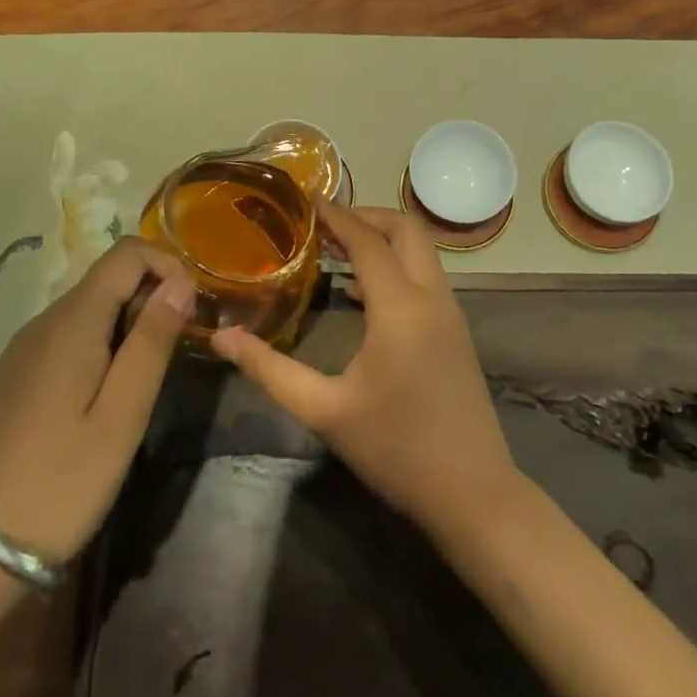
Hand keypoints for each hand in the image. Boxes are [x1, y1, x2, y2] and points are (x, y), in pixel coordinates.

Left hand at [0, 237, 195, 562]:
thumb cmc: (60, 482)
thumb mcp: (122, 415)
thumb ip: (152, 341)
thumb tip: (181, 282)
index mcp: (72, 321)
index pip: (127, 253)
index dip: (168, 266)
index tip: (193, 310)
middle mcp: (45, 321)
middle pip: (109, 278)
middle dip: (152, 297)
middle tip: (180, 349)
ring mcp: (26, 347)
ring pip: (91, 306)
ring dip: (130, 322)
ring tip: (150, 376)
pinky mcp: (18, 373)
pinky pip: (71, 334)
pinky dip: (103, 342)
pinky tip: (109, 394)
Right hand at [210, 202, 519, 535]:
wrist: (474, 494)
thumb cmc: (396, 450)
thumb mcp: (325, 411)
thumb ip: (271, 371)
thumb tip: (222, 338)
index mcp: (401, 308)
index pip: (368, 241)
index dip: (338, 216)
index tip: (308, 201)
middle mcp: (432, 298)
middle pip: (406, 229)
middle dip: (367, 215)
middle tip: (325, 223)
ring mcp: (451, 313)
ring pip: (421, 251)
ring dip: (384, 239)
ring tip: (337, 250)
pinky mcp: (456, 331)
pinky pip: (426, 276)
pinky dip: (397, 265)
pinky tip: (362, 294)